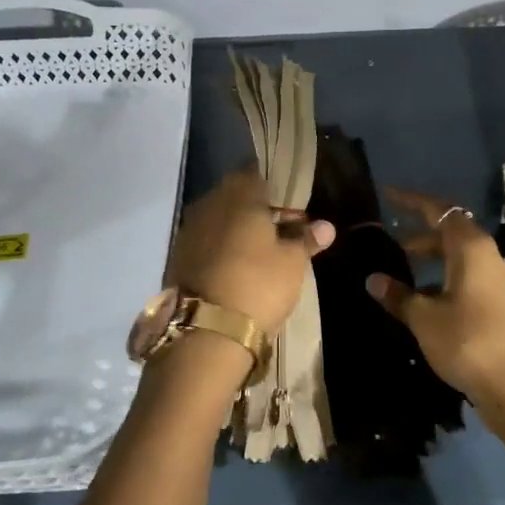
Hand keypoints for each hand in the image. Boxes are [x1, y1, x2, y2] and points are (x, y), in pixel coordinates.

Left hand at [169, 167, 334, 333]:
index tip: (295, 206)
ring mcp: (189, 229)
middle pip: (237, 195)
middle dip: (259, 208)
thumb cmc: (258, 285)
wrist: (205, 332)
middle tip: (284, 231)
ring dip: (239, 228)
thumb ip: (306, 239)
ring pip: (220, 217)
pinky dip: (222, 246)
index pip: (258, 173)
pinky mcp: (178, 255)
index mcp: (238, 194)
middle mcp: (209, 203)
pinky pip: (206, 239)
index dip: (279, 188)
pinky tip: (238, 266)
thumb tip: (325, 226)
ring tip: (263, 252)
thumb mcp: (293, 263)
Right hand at [367, 190, 504, 414]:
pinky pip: (474, 278)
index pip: (439, 211)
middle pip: (454, 233)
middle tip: (394, 246)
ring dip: (436, 260)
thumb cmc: (468, 342)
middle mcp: (492, 257)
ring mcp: (504, 282)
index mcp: (472, 248)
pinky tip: (433, 301)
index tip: (389, 196)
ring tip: (408, 276)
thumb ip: (399, 295)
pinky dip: (450, 279)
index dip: (412, 202)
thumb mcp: (424, 319)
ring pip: (464, 258)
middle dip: (422, 236)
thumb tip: (374, 279)